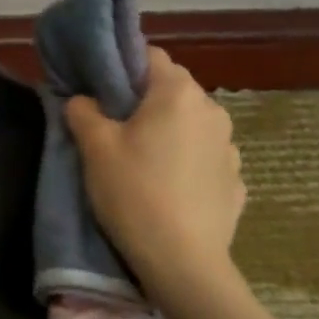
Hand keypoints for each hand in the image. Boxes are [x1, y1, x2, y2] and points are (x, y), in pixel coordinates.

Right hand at [65, 46, 244, 293]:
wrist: (183, 263)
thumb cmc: (134, 193)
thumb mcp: (94, 148)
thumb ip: (83, 111)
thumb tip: (83, 100)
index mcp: (177, 93)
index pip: (150, 56)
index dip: (121, 66)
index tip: (100, 90)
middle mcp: (212, 111)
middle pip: (172, 89)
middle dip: (143, 101)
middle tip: (113, 127)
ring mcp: (230, 148)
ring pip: (190, 124)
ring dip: (168, 131)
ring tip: (142, 161)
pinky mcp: (236, 181)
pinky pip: (204, 158)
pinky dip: (186, 163)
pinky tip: (168, 189)